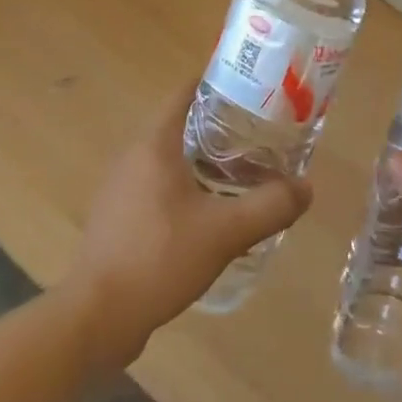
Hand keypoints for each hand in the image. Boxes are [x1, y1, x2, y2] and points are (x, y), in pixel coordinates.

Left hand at [62, 73, 312, 365]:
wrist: (95, 317)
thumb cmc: (158, 258)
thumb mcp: (224, 232)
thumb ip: (269, 206)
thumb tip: (306, 187)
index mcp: (155, 142)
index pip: (188, 90)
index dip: (221, 84)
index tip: (254, 92)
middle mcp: (135, 153)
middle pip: (184, 122)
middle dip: (223, 126)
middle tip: (262, 136)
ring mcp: (123, 185)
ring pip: (173, 156)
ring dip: (207, 159)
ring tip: (245, 174)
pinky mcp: (120, 214)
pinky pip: (161, 183)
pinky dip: (189, 184)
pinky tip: (212, 212)